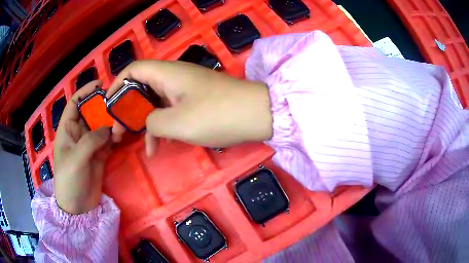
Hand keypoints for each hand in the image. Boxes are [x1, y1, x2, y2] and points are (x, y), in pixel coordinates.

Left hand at [53, 80, 111, 214]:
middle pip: (91, 112)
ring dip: (110, 122)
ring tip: (121, 122)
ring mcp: (90, 145)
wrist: (78, 206)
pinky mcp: (99, 155)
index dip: (85, 91)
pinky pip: (108, 140)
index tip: (99, 83)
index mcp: (67, 130)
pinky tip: (121, 136)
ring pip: (101, 126)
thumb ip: (90, 140)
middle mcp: (78, 133)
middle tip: (117, 103)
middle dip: (102, 106)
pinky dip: (115, 137)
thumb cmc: (69, 180)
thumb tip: (108, 128)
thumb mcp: (76, 159)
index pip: (75, 104)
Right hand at [106, 60, 272, 155]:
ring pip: (154, 103)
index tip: (108, 106)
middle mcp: (173, 77)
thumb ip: (152, 122)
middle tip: (117, 132)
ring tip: (134, 144)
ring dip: (143, 122)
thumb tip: (147, 123)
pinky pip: (169, 111)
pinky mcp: (194, 102)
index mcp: (167, 73)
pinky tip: (157, 147)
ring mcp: (184, 90)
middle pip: (140, 88)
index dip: (117, 85)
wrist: (257, 115)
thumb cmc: (217, 115)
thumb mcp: (177, 122)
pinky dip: (161, 127)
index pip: (132, 70)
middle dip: (126, 109)